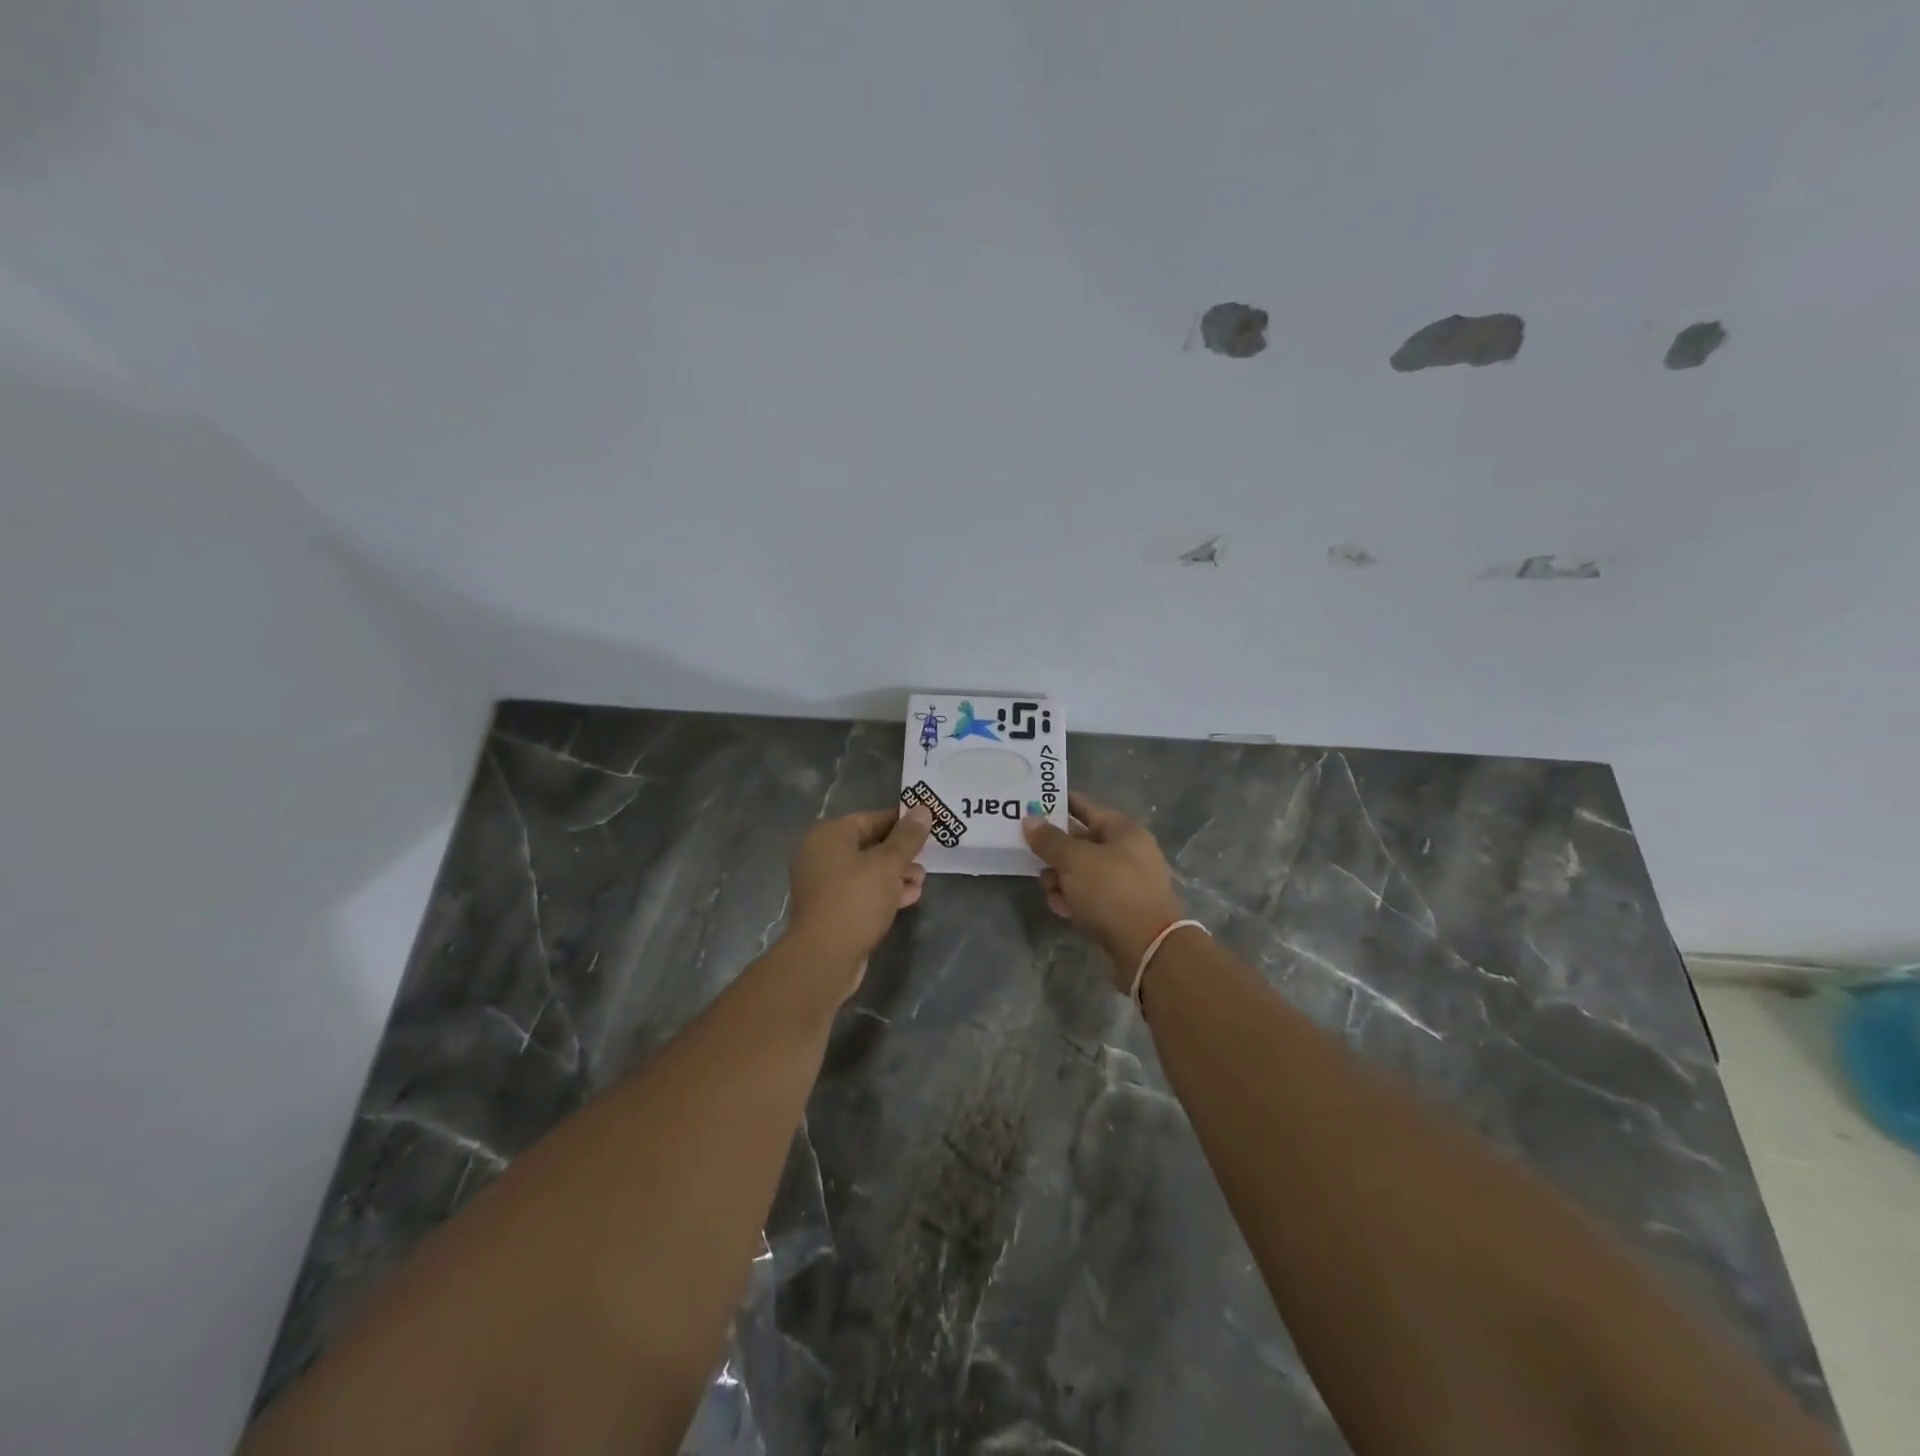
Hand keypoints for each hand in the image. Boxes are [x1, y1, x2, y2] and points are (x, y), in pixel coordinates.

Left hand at [785, 806, 931, 994]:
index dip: (901, 822)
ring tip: (921, 880)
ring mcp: (824, 884)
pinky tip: (910, 897)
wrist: (825, 957)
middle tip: (928, 857)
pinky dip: (883, 891)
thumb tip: (922, 810)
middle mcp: (821, 855)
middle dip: (900, 852)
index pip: (870, 818)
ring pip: (867, 870)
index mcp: (828, 835)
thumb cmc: (856, 900)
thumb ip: (907, 837)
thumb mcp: (888, 864)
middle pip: (869, 844)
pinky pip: (862, 891)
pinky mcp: (832, 909)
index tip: (928, 826)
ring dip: (896, 874)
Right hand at [1023, 793, 1185, 992]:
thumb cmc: (1111, 890)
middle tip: (1029, 853)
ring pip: (1082, 872)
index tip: (1032, 805)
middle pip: (1082, 842)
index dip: (1059, 805)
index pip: (1086, 808)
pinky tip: (1061, 908)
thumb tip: (1029, 819)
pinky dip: (1074, 899)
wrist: (1146, 948)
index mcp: (1124, 831)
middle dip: (1055, 850)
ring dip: (1061, 879)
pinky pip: (1089, 897)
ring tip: (1047, 887)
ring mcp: (1125, 883)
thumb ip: (1049, 840)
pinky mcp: (1120, 910)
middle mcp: (1128, 853)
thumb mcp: (1074, 860)